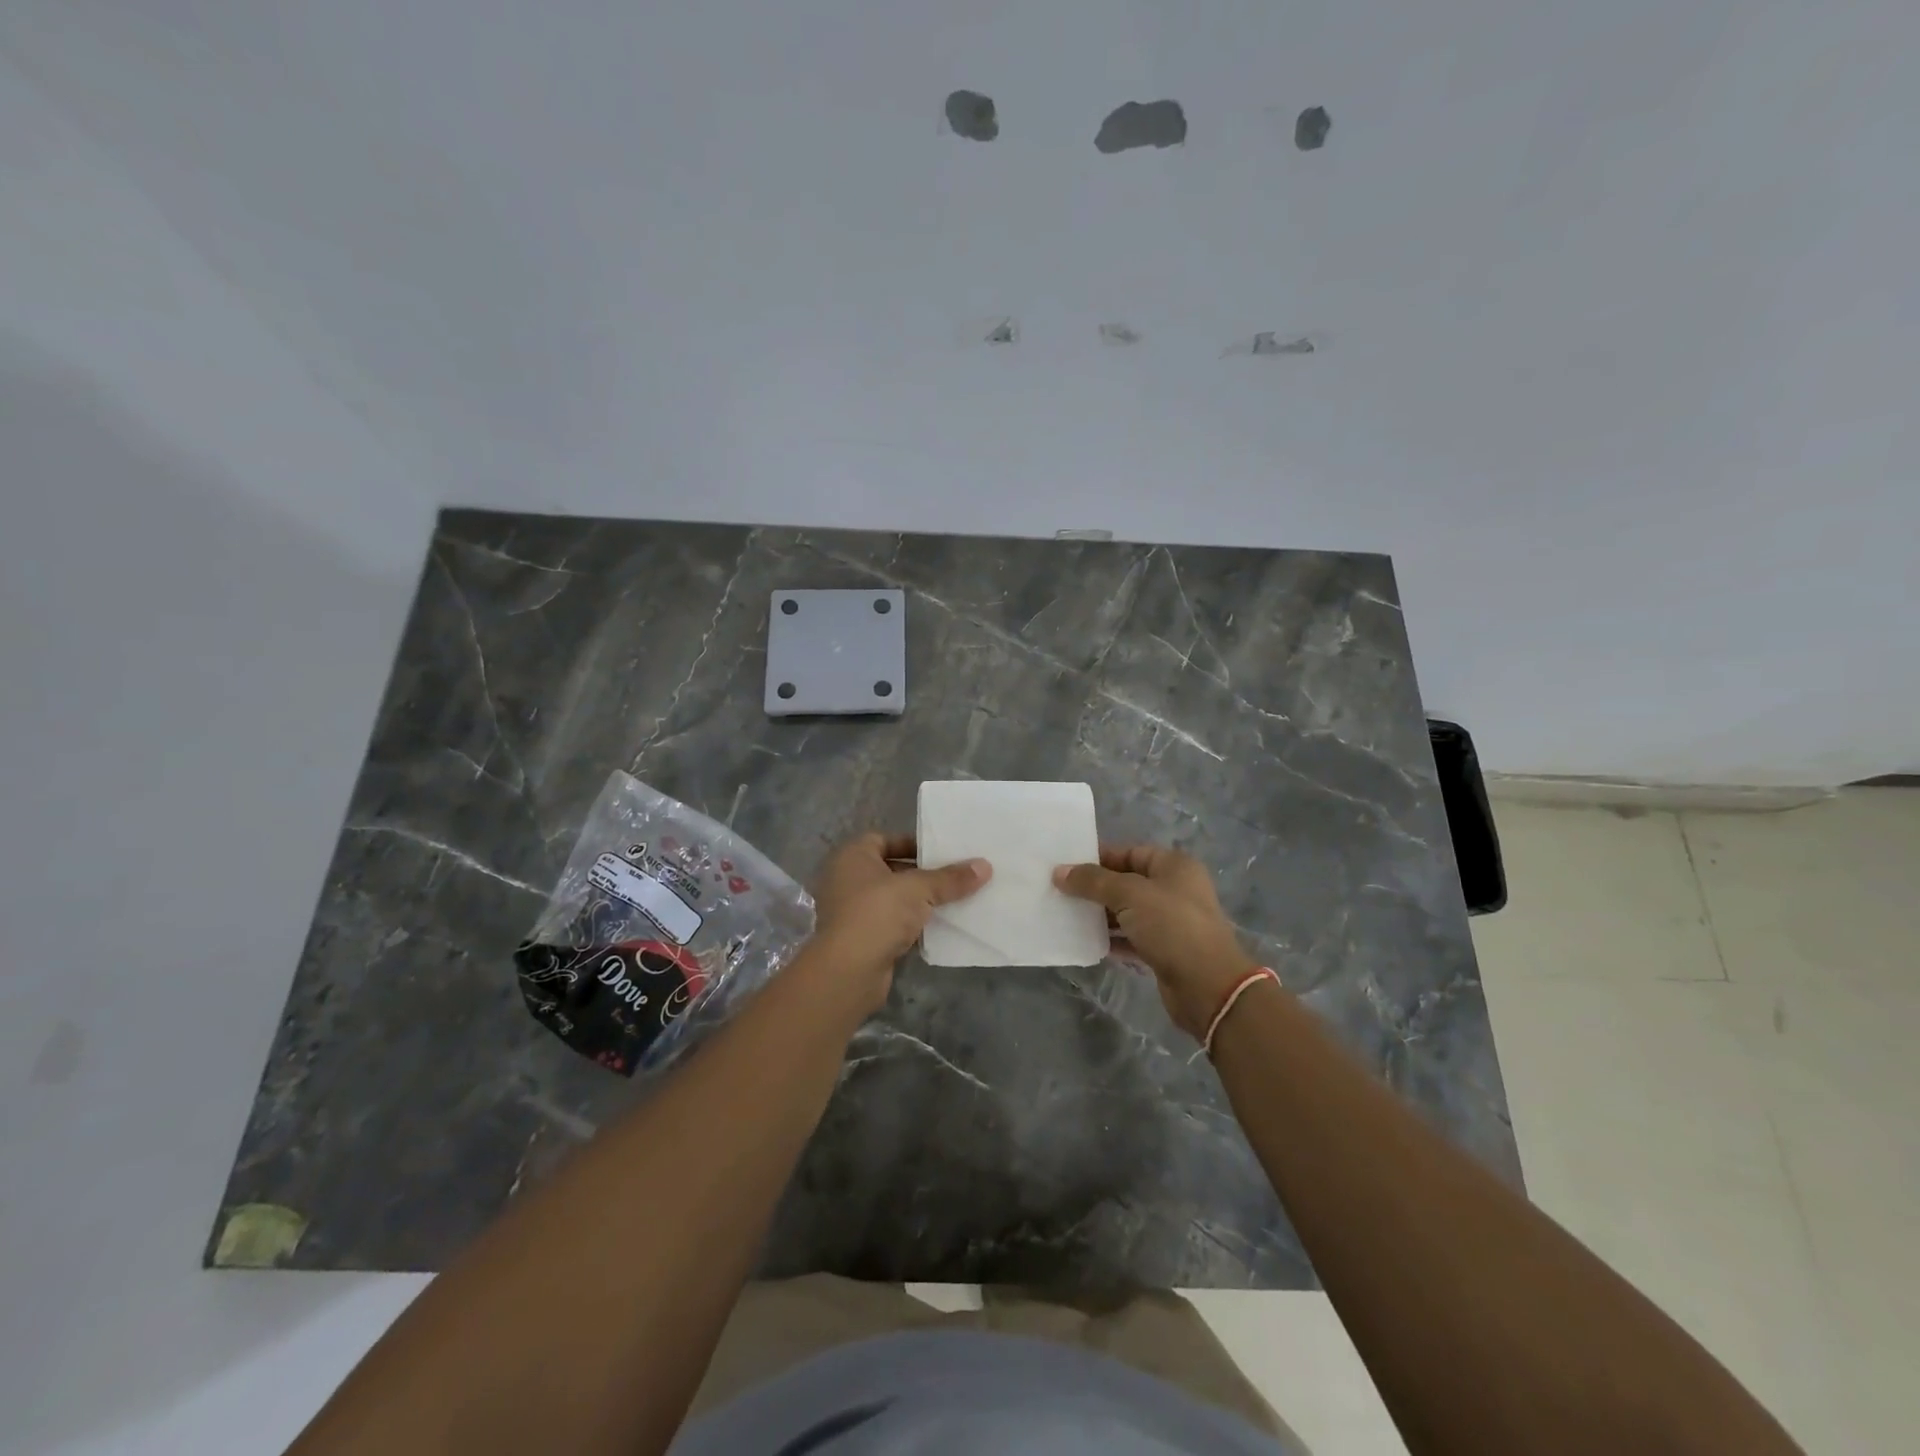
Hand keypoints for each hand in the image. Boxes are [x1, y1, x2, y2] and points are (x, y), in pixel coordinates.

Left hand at [805, 834, 990, 1013]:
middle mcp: (846, 879)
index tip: (943, 852)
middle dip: (922, 874)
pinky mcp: (861, 939)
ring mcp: (852, 911)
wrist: (848, 971)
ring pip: (893, 899)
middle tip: (956, 875)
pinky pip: (892, 924)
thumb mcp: (919, 889)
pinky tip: (940, 926)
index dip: (913, 844)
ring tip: (954, 899)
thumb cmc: (877, 913)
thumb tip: (985, 866)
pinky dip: (912, 924)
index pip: (884, 839)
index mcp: (852, 857)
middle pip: (891, 869)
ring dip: (919, 901)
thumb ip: (950, 878)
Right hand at [1054, 845, 1260, 1040]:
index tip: (1065, 866)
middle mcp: (1174, 889)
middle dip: (1095, 888)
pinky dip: (1111, 939)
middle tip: (1059, 891)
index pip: (1129, 852)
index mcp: (1174, 866)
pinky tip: (1085, 941)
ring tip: (1066, 915)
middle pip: (1127, 882)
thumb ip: (1093, 881)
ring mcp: (1171, 922)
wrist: (1208, 986)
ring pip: (1127, 912)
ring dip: (1100, 915)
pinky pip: (1131, 938)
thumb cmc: (1172, 927)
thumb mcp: (1129, 895)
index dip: (1098, 858)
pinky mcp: (1165, 951)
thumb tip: (1059, 872)